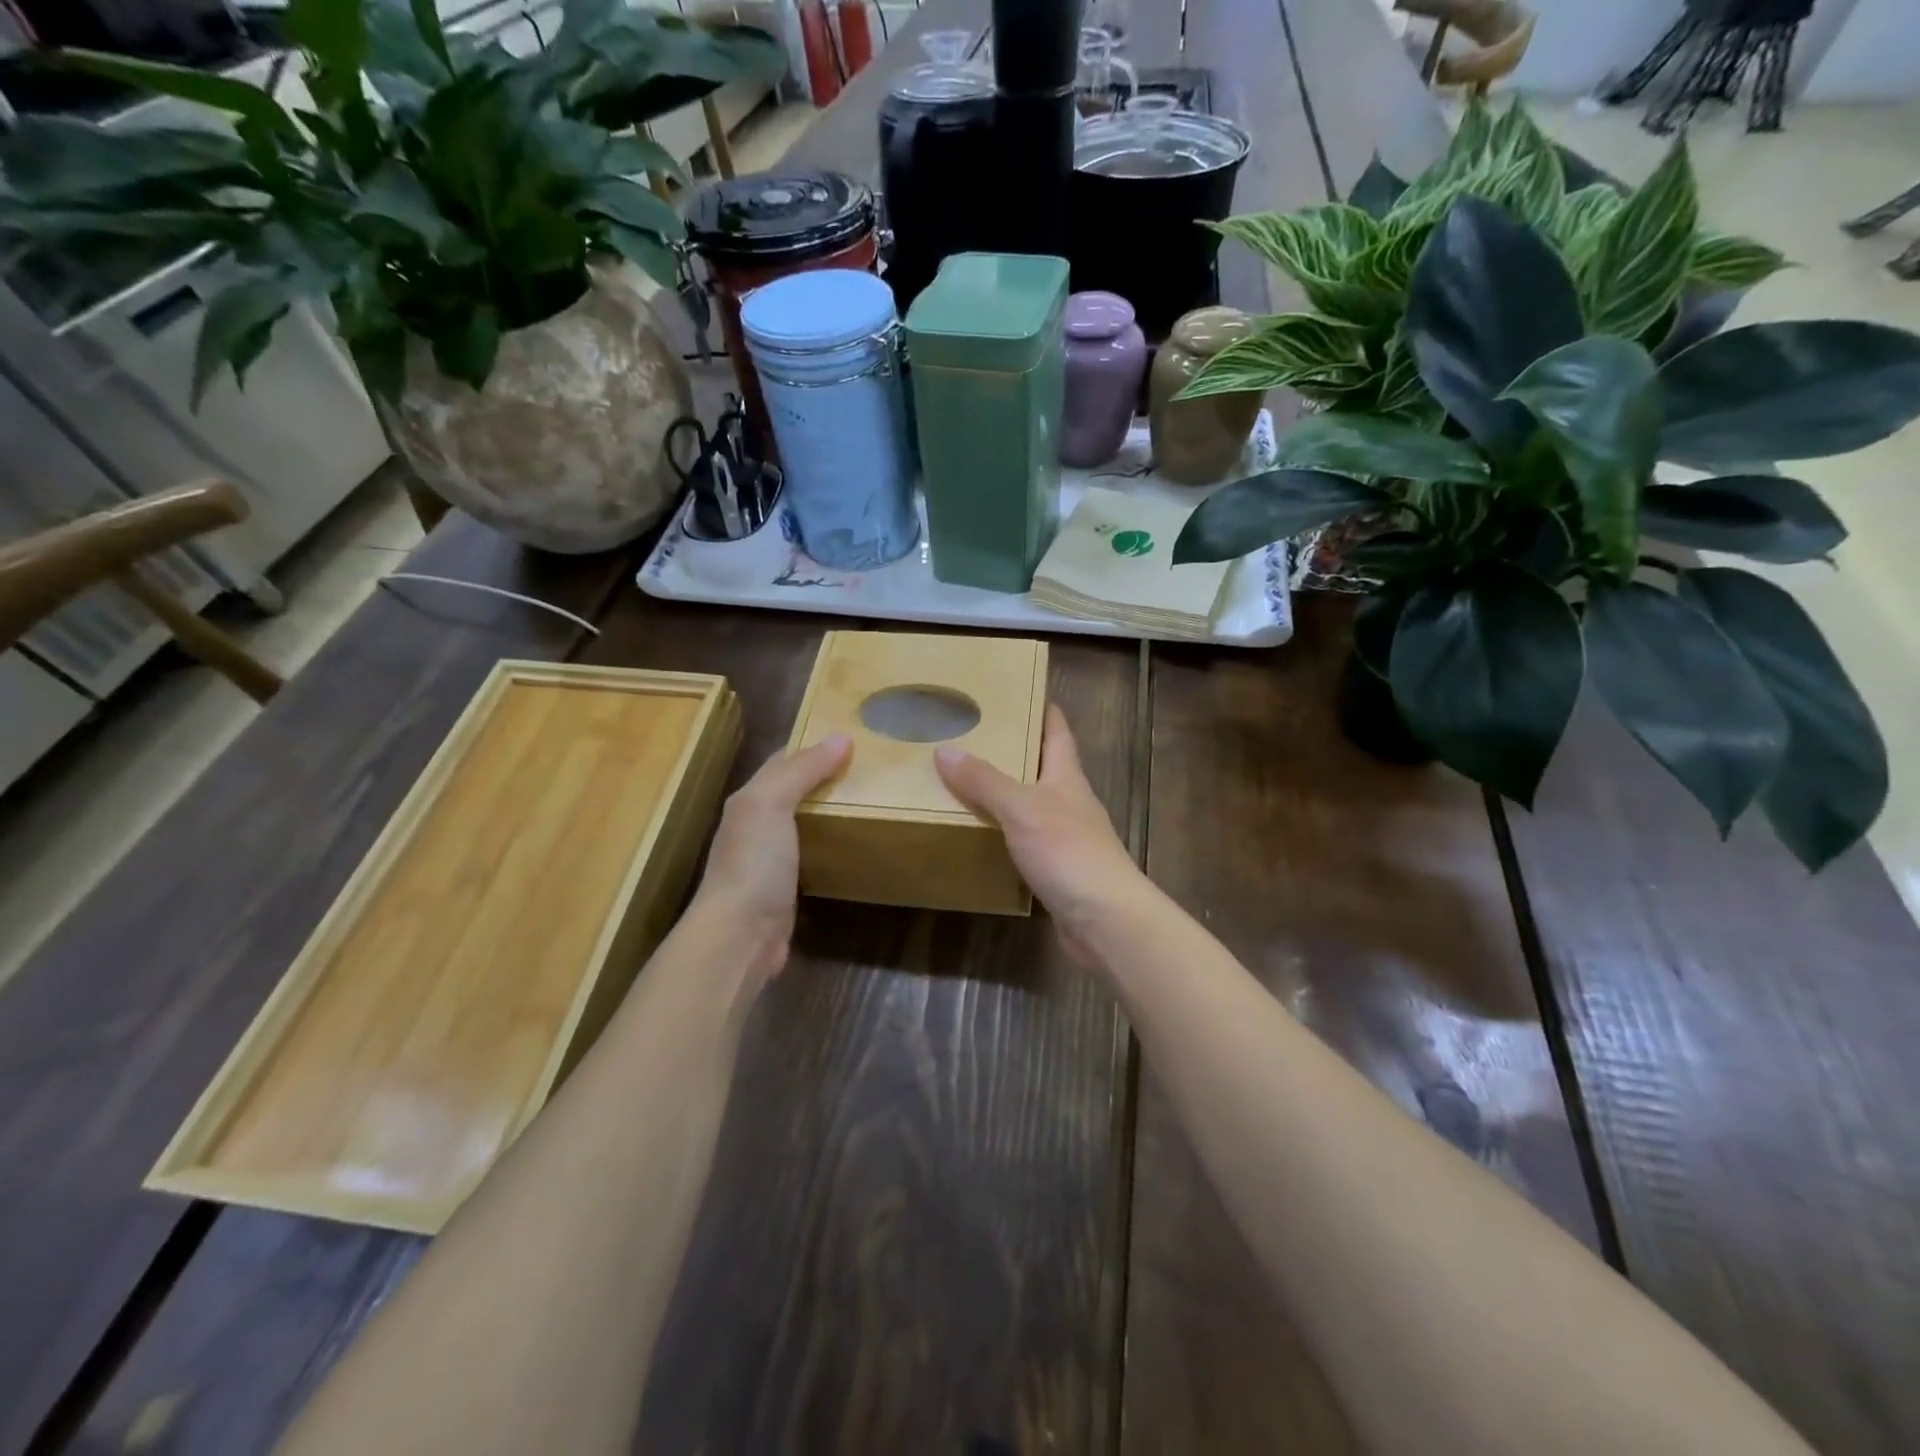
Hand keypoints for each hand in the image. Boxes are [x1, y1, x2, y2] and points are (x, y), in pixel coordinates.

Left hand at [692, 733, 851, 982]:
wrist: (741, 935)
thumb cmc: (754, 862)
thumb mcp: (772, 804)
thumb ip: (803, 770)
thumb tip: (841, 737)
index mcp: (750, 799)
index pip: (782, 761)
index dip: (812, 746)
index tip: (852, 737)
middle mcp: (756, 825)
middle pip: (794, 790)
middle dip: (826, 777)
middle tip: (871, 769)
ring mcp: (770, 859)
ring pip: (804, 822)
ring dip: (830, 810)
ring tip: (871, 800)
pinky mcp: (786, 887)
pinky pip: (812, 854)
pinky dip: (831, 844)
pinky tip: (854, 844)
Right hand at [935, 705, 1143, 954]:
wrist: (1105, 919)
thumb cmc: (1068, 851)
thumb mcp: (1021, 808)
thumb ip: (984, 781)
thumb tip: (945, 749)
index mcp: (1067, 778)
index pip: (1058, 733)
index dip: (1044, 711)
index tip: (1021, 692)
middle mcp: (1070, 802)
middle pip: (1045, 768)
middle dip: (1016, 752)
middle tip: (975, 737)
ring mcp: (1067, 838)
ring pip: (1034, 806)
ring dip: (1007, 795)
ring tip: (968, 784)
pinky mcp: (1060, 871)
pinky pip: (1027, 842)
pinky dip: (1006, 834)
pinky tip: (983, 837)